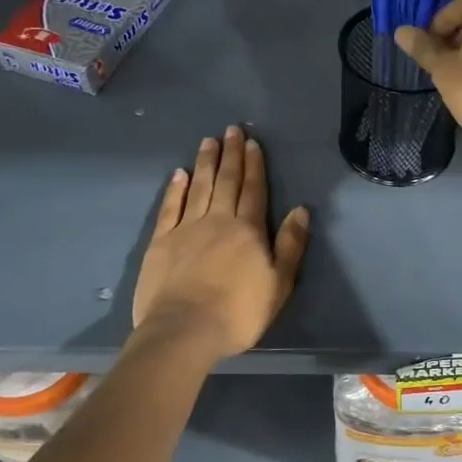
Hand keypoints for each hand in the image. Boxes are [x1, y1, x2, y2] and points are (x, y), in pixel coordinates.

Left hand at [132, 127, 310, 360]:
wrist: (184, 331)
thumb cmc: (238, 312)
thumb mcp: (279, 284)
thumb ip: (291, 245)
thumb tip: (301, 210)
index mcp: (248, 230)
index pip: (254, 190)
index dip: (255, 165)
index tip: (252, 143)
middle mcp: (218, 220)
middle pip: (226, 181)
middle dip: (231, 154)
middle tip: (231, 130)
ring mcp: (186, 229)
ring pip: (198, 187)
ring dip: (205, 163)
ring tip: (208, 141)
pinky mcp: (161, 242)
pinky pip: (170, 208)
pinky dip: (175, 189)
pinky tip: (178, 173)